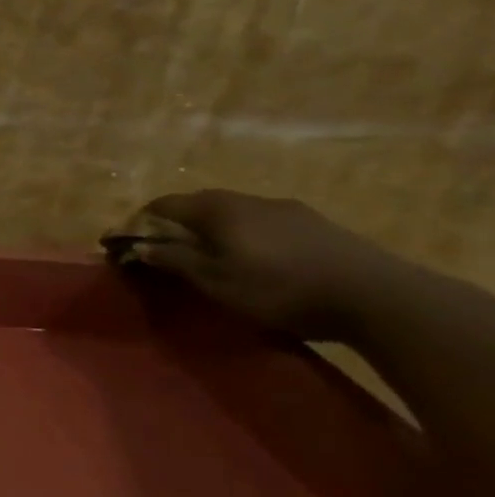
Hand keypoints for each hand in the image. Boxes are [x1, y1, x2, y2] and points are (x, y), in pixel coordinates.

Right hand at [104, 189, 407, 341]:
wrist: (378, 297)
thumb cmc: (278, 288)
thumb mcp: (214, 280)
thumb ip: (172, 259)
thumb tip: (136, 245)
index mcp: (217, 209)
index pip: (161, 204)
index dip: (136, 222)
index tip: (119, 244)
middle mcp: (248, 199)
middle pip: (196, 205)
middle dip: (172, 225)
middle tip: (160, 252)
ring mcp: (287, 210)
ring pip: (231, 213)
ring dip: (209, 231)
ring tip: (205, 258)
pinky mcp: (315, 225)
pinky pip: (260, 223)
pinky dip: (240, 236)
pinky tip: (250, 259)